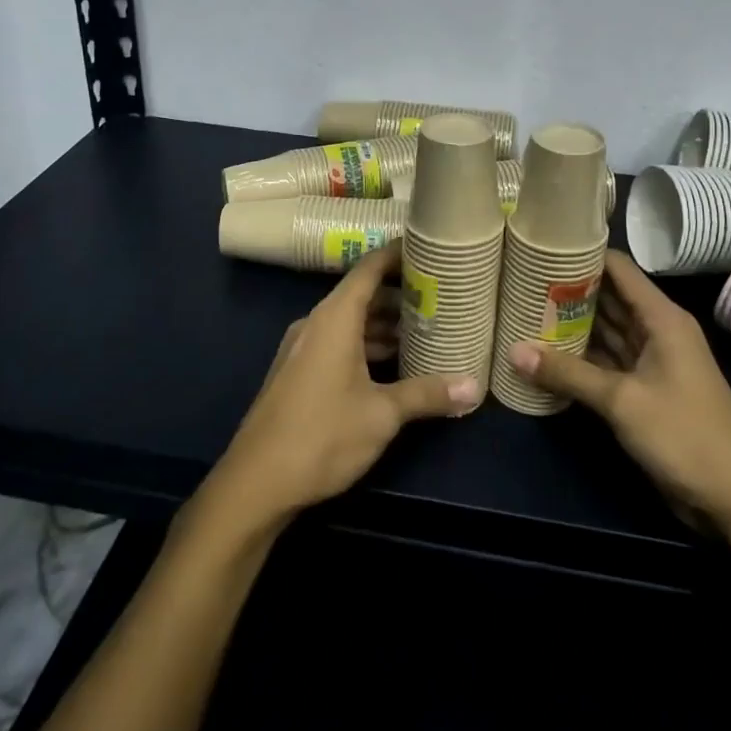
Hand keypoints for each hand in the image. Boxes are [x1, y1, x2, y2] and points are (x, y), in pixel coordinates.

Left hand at [211, 243, 481, 525]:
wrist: (255, 482)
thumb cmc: (322, 435)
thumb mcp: (382, 414)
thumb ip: (427, 394)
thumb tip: (475, 386)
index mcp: (335, 318)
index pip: (369, 268)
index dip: (398, 255)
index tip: (429, 248)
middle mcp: (316, 323)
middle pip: (362, 295)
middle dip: (400, 295)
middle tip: (441, 297)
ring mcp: (303, 349)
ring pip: (350, 323)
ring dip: (384, 325)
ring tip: (425, 331)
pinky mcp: (297, 373)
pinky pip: (337, 343)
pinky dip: (366, 345)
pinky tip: (393, 365)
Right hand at [509, 249, 730, 539]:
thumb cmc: (686, 435)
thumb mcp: (623, 401)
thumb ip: (568, 373)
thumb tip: (513, 350)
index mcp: (662, 318)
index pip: (618, 268)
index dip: (583, 253)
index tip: (542, 248)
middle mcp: (656, 331)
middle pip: (608, 298)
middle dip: (567, 289)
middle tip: (520, 279)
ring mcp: (651, 362)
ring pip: (605, 331)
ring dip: (571, 324)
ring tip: (524, 308)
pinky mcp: (644, 391)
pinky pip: (606, 362)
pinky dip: (580, 357)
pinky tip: (545, 352)